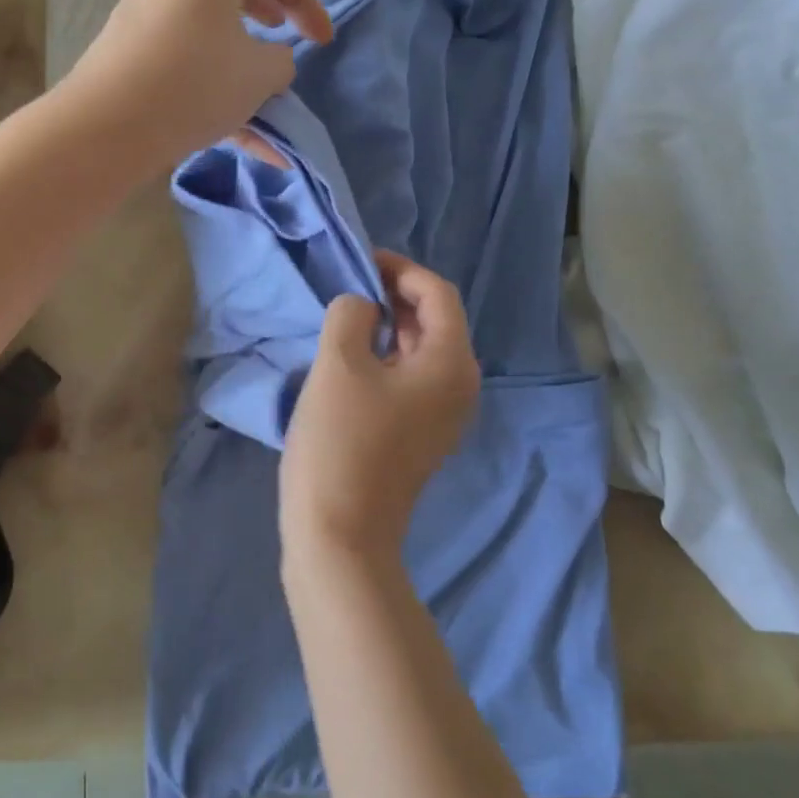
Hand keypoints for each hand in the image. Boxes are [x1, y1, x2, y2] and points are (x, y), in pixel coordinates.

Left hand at [62, 0, 332, 168]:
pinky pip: (183, 67)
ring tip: (265, 106)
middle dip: (267, 19)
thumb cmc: (197, 82)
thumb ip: (281, 61)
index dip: (304, 0)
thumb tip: (271, 62)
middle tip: (286, 40)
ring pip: (208, 37)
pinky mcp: (128, 55)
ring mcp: (144, 16)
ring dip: (241, 68)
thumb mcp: (260, 74)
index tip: (322, 41)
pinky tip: (244, 142)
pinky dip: (214, 95)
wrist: (109, 125)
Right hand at [280, 251, 480, 562]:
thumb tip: (361, 309)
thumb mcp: (338, 362)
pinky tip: (350, 361)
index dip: (400, 269)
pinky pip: (411, 381)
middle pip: (435, 322)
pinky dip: (386, 358)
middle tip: (349, 288)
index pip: (438, 294)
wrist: (340, 534)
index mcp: (451, 363)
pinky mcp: (421, 437)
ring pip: (421, 352)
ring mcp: (443, 417)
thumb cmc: (340, 441)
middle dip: (395, 296)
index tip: (360, 262)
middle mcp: (460, 387)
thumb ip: (351, 313)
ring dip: (388, 327)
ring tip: (345, 319)